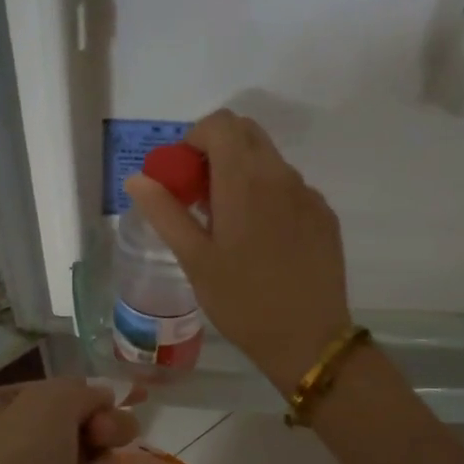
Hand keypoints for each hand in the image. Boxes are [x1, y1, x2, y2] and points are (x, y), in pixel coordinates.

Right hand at [126, 110, 352, 394]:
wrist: (307, 339)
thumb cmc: (242, 301)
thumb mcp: (195, 259)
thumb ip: (165, 212)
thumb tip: (137, 179)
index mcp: (245, 180)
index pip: (220, 124)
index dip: (194, 140)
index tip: (183, 178)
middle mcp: (281, 175)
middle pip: (247, 134)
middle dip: (217, 152)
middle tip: (201, 198)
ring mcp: (309, 195)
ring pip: (270, 162)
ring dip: (243, 176)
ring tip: (230, 227)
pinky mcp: (325, 216)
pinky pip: (291, 189)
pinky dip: (269, 198)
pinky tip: (263, 243)